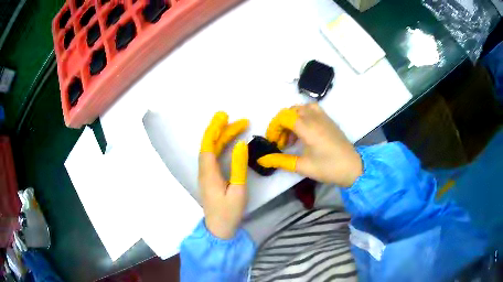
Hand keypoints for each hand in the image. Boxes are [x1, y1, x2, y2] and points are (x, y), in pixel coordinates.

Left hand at [199, 112, 248, 238]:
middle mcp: (204, 171)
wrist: (219, 229)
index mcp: (209, 174)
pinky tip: (229, 143)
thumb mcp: (238, 190)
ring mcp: (205, 175)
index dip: (214, 129)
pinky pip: (213, 157)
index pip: (208, 145)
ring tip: (238, 127)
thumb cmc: (229, 212)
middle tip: (240, 121)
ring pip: (212, 151)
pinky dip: (221, 147)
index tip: (224, 116)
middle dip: (223, 131)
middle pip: (210, 145)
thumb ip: (239, 167)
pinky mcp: (209, 178)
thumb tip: (240, 145)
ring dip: (223, 138)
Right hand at [258, 103, 362, 186]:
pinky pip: (312, 109)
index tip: (273, 142)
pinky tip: (305, 130)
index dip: (274, 127)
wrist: (353, 168)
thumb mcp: (303, 166)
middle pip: (290, 111)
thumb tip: (262, 159)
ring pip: (301, 108)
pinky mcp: (329, 119)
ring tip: (293, 135)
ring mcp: (323, 117)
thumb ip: (281, 161)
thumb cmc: (328, 168)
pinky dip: (303, 115)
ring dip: (292, 118)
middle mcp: (315, 118)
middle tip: (283, 142)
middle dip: (281, 124)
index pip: (283, 117)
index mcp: (308, 128)